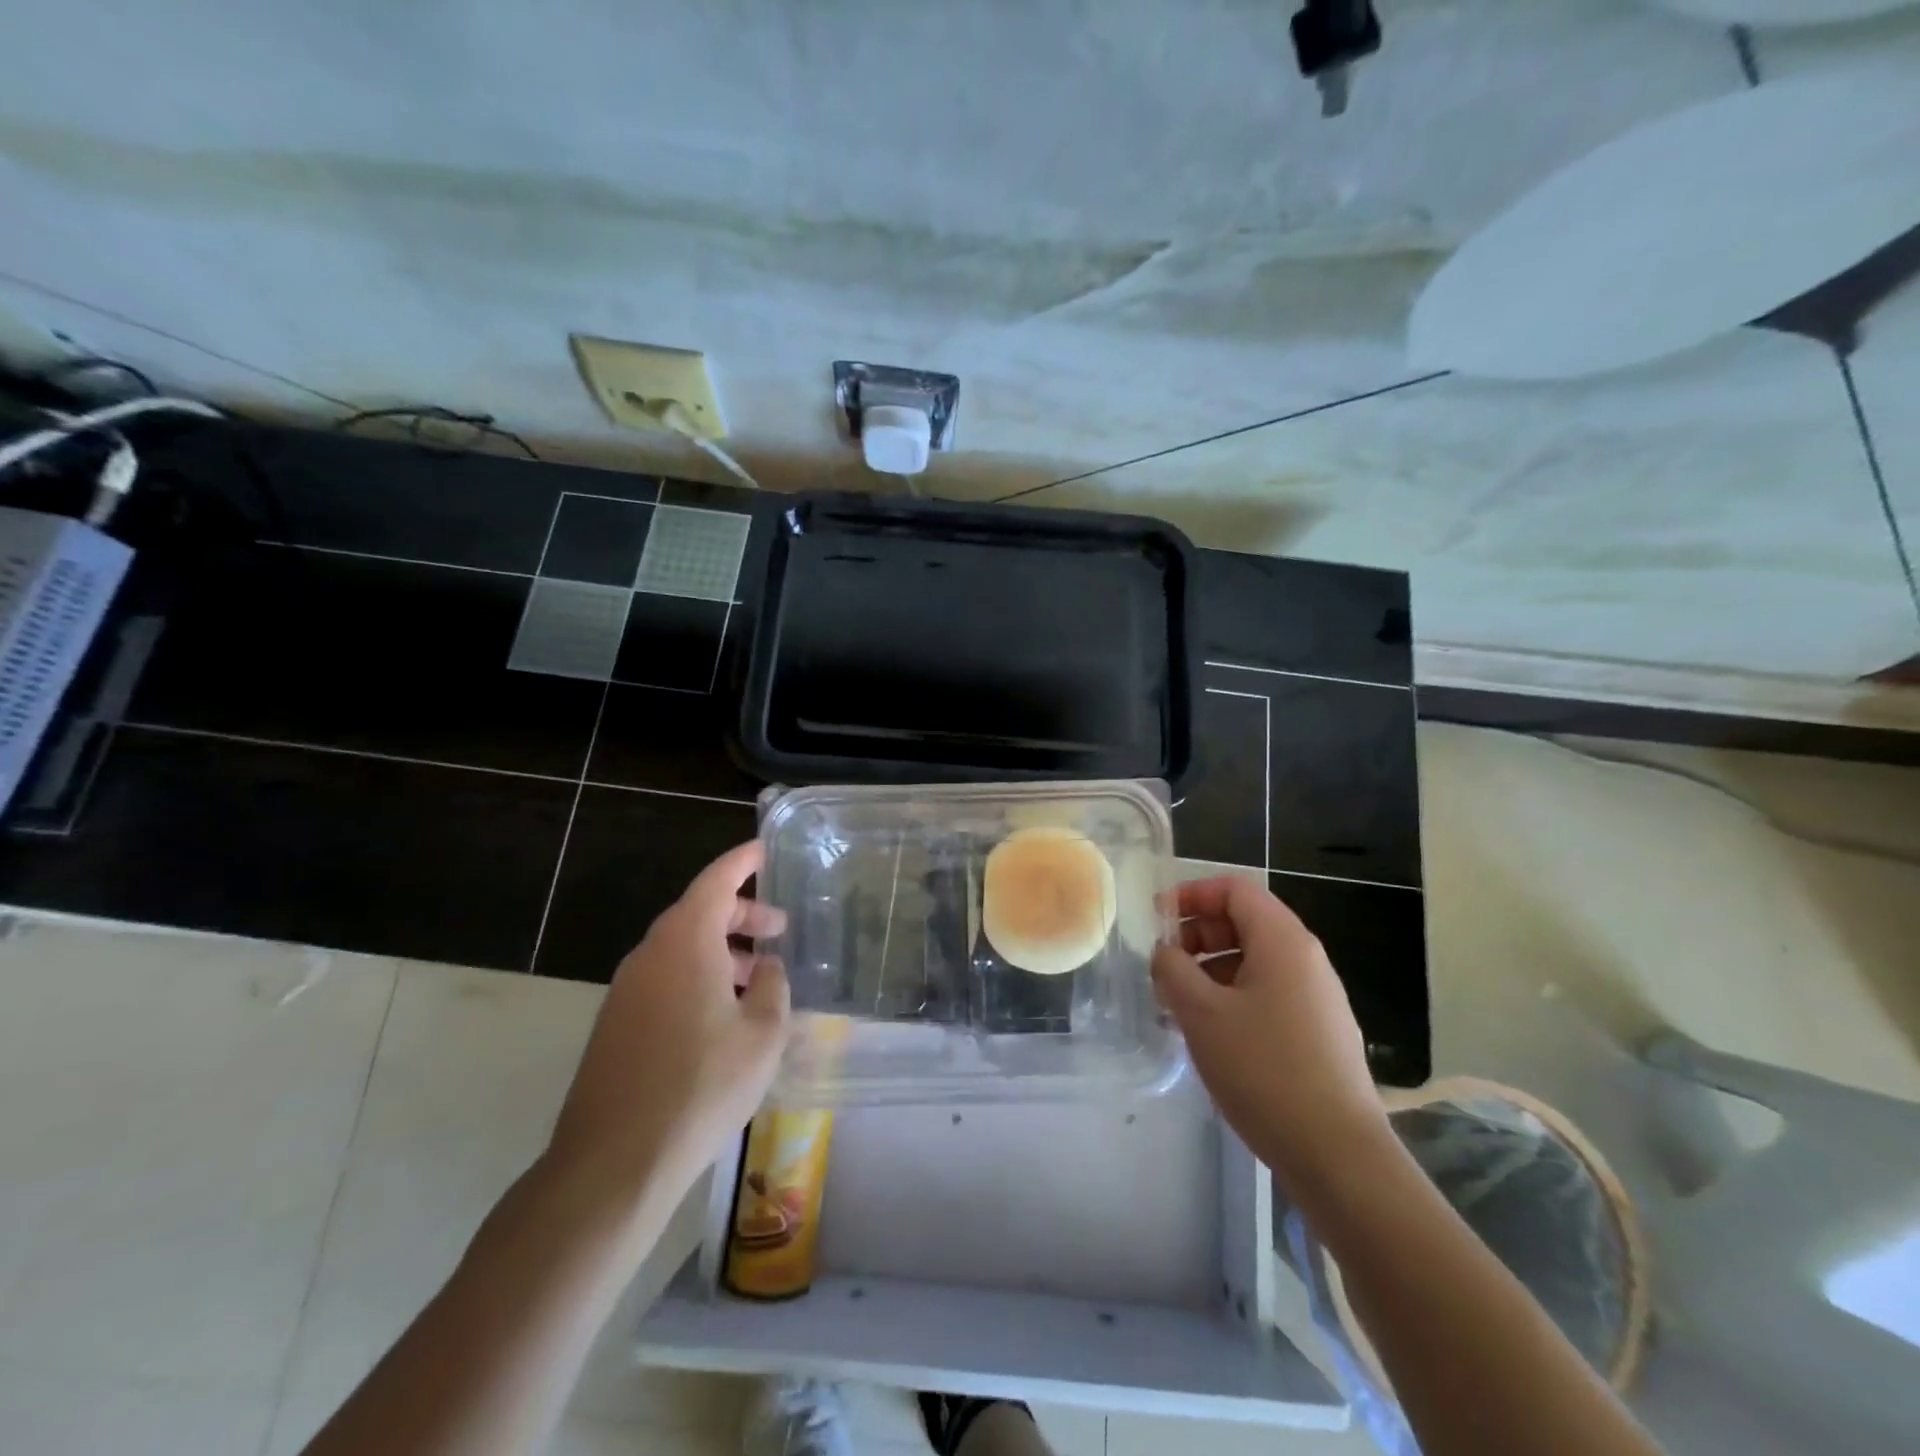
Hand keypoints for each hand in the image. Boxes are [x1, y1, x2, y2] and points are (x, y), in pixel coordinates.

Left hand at [545, 841, 789, 1201]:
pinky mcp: (616, 1024)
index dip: (742, 862)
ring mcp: (627, 990)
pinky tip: (723, 1014)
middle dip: (740, 914)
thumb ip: (772, 988)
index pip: (716, 881)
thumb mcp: (762, 1034)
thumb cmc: (702, 1085)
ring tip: (757, 976)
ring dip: (721, 951)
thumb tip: (765, 967)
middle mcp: (651, 955)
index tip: (763, 851)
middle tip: (778, 930)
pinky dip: (698, 977)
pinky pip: (664, 979)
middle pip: (698, 913)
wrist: (615, 1161)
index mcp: (686, 942)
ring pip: (681, 949)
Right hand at [1152, 876, 1388, 1195]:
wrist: (1338, 1155)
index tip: (1157, 920)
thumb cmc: (1264, 1069)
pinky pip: (1268, 993)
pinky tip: (1210, 1034)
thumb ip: (1173, 969)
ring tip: (1178, 1004)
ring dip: (1210, 969)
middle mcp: (1306, 959)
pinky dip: (1232, 997)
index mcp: (1283, 941)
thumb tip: (1166, 952)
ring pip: (1254, 961)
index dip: (1191, 895)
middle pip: (1244, 922)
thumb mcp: (1201, 1012)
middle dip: (1198, 934)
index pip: (1234, 889)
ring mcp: (1317, 998)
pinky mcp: (1318, 1032)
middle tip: (1164, 966)